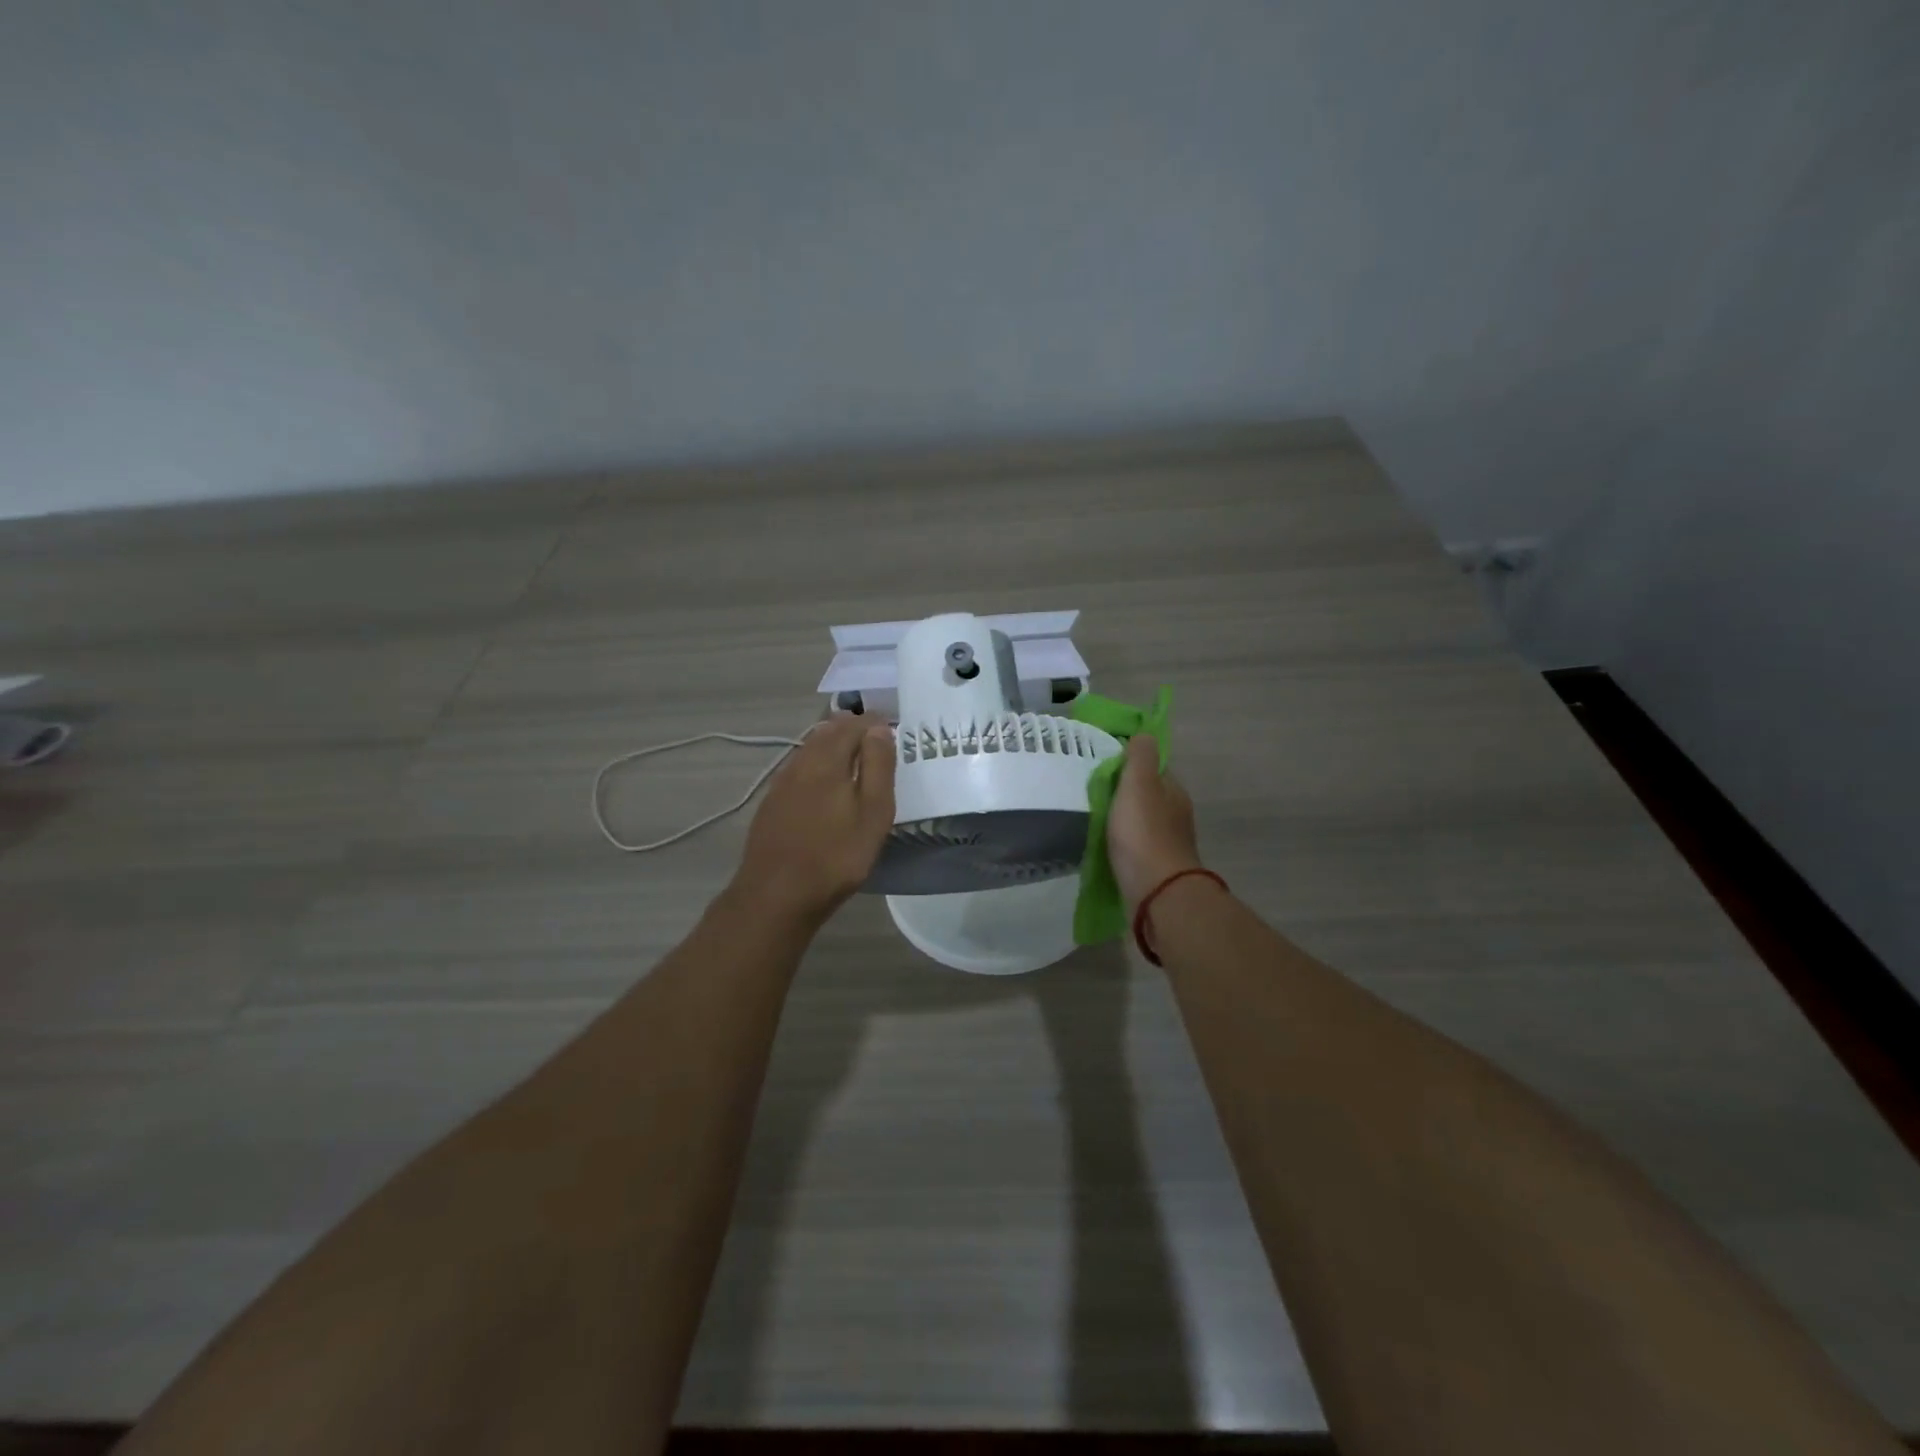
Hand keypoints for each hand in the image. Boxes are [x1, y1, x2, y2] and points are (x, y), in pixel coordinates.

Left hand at [734, 715, 896, 924]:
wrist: (776, 895)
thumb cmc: (836, 855)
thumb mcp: (873, 812)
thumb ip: (878, 766)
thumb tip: (879, 728)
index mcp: (827, 760)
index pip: (853, 725)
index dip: (874, 722)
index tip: (892, 726)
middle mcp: (800, 762)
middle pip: (827, 732)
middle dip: (851, 728)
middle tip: (874, 736)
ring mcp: (781, 783)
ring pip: (809, 749)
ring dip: (832, 744)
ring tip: (853, 756)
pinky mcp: (771, 804)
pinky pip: (798, 769)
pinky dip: (816, 764)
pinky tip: (823, 783)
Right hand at [1107, 733, 1203, 907]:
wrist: (1157, 893)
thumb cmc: (1144, 834)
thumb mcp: (1139, 785)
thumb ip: (1140, 757)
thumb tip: (1144, 734)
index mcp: (1173, 791)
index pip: (1153, 767)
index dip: (1130, 762)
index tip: (1103, 764)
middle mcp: (1175, 814)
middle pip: (1147, 794)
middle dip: (1124, 791)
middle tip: (1091, 790)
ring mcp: (1166, 843)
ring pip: (1141, 820)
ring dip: (1121, 817)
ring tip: (1093, 815)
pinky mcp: (1154, 867)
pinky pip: (1135, 844)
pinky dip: (1121, 840)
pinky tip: (1104, 842)